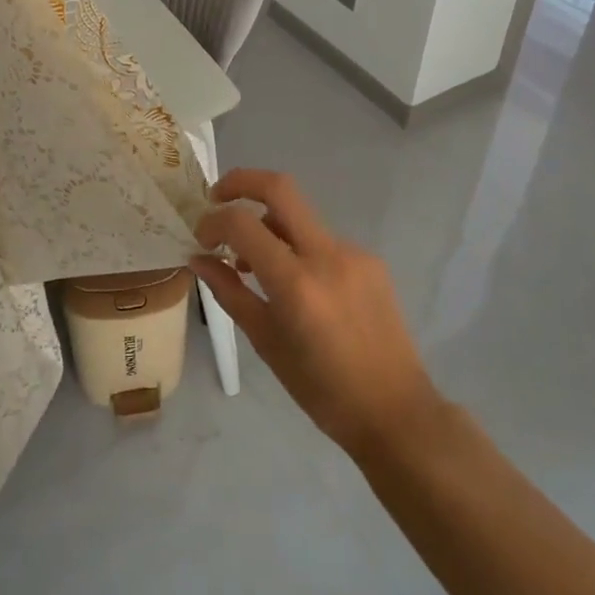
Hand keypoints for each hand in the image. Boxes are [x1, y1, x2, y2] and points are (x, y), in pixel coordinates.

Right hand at [193, 169, 442, 457]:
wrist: (396, 412)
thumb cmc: (322, 390)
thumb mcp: (266, 343)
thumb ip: (230, 292)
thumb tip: (198, 259)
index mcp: (297, 283)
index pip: (243, 224)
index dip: (213, 222)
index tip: (200, 238)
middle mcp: (327, 256)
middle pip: (280, 188)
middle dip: (241, 182)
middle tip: (216, 198)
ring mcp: (354, 254)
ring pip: (300, 216)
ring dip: (268, 223)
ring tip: (251, 263)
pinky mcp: (370, 261)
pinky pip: (321, 240)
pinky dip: (296, 247)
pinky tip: (294, 284)